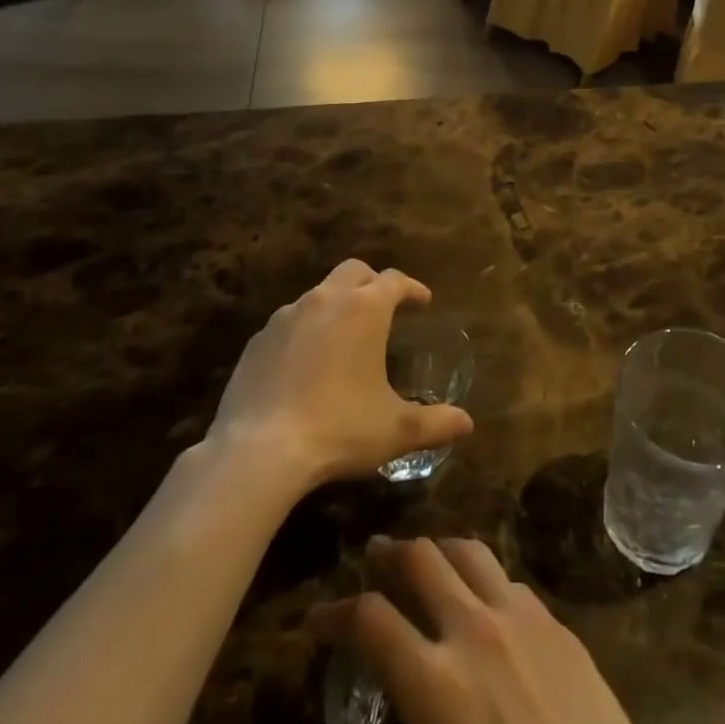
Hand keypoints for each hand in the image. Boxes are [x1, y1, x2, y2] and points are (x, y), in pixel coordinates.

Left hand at [206, 260, 472, 488]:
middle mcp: (325, 300)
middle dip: (374, 282)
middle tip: (385, 307)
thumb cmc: (338, 429)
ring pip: (318, 294)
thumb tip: (467, 424)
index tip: (423, 301)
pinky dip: (305, 331)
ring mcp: (285, 317)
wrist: (258, 452)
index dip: (412, 288)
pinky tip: (306, 364)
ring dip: (337, 305)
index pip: (395, 281)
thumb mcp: (394, 429)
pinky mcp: (257, 341)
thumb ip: (434, 423)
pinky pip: (289, 323)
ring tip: (346, 337)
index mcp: (364, 309)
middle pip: (354, 271)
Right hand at [313, 537, 657, 723]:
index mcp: (436, 684)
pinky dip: (485, 578)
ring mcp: (522, 617)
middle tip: (374, 554)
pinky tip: (486, 597)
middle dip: (390, 553)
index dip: (335, 613)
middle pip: (422, 559)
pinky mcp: (558, 622)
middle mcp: (475, 630)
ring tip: (427, 556)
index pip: (370, 622)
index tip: (318, 616)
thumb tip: (396, 698)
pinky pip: (511, 579)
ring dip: (440, 549)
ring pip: (470, 551)